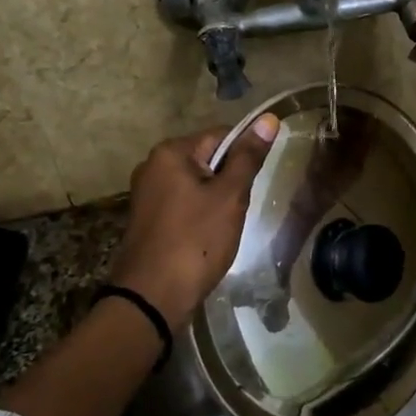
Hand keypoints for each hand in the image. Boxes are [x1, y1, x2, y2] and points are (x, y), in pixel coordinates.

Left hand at [106, 113, 279, 328]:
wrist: (152, 298)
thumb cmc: (195, 241)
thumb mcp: (229, 197)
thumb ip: (248, 157)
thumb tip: (268, 118)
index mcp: (170, 152)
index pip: (221, 135)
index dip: (244, 155)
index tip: (254, 183)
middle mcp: (152, 165)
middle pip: (207, 159)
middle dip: (229, 181)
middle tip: (238, 209)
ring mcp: (146, 193)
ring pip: (196, 184)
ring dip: (216, 200)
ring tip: (224, 227)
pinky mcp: (147, 218)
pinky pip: (182, 204)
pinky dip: (199, 215)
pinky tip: (207, 238)